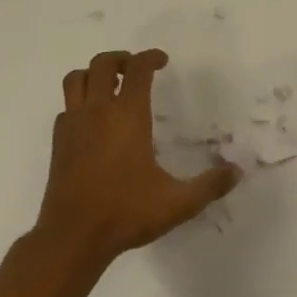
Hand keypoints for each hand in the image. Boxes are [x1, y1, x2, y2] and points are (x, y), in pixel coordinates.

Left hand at [36, 49, 239, 263]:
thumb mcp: (178, 202)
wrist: (71, 238)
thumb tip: (237, 172)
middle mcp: (98, 111)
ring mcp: (73, 125)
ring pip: (76, 79)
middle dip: (121, 58)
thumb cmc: (125, 213)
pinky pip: (66, 108)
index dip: (151, 57)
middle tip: (136, 69)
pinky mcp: (58, 143)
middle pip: (103, 63)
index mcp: (128, 115)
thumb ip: (209, 185)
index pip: (138, 69)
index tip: (162, 60)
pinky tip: (92, 121)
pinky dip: (79, 103)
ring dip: (93, 74)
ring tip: (110, 85)